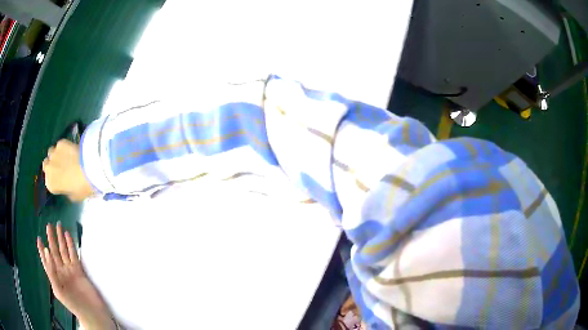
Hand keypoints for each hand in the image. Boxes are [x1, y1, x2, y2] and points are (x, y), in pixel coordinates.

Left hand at [37, 222, 114, 329]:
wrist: (92, 313)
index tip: (39, 238)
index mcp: (55, 277)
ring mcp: (70, 271)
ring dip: (60, 238)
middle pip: (54, 252)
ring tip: (58, 225)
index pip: (46, 260)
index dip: (42, 250)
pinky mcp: (79, 270)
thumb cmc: (74, 305)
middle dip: (51, 239)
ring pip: (63, 251)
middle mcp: (61, 271)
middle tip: (49, 225)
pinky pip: (73, 254)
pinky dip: (71, 245)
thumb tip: (48, 251)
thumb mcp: (59, 291)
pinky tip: (68, 235)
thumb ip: (51, 272)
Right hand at [43, 139, 93, 201]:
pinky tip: (71, 149)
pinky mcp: (61, 143)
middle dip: (52, 165)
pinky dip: (64, 146)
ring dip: (56, 154)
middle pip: (46, 164)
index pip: (49, 181)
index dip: (55, 178)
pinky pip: (60, 144)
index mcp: (50, 185)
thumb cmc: (82, 187)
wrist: (88, 168)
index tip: (61, 178)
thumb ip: (68, 192)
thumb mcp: (75, 196)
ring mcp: (53, 154)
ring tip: (65, 156)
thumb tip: (68, 187)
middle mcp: (48, 169)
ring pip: (51, 152)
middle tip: (61, 166)